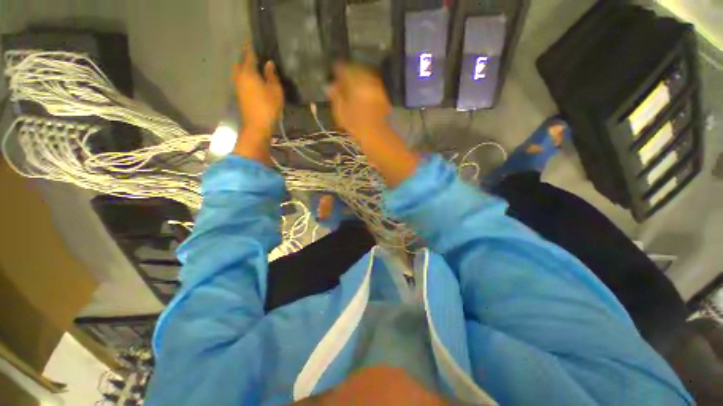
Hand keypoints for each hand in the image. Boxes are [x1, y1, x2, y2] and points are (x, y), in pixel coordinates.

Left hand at [234, 46, 283, 135]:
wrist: (257, 126)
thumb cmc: (268, 107)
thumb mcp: (275, 91)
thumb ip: (271, 76)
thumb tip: (268, 63)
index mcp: (248, 72)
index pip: (249, 54)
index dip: (251, 47)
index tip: (253, 40)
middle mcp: (240, 76)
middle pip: (240, 62)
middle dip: (246, 56)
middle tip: (254, 54)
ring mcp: (238, 86)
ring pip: (239, 71)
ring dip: (245, 67)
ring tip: (255, 66)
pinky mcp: (240, 94)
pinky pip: (241, 79)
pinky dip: (246, 75)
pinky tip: (253, 79)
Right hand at [329, 62, 417, 187]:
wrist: (377, 137)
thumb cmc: (356, 127)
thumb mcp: (341, 113)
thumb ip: (336, 96)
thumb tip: (330, 86)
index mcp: (355, 84)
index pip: (344, 69)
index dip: (337, 70)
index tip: (332, 73)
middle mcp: (368, 82)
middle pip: (356, 70)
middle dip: (348, 73)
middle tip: (341, 79)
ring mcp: (377, 88)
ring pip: (365, 76)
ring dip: (357, 78)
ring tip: (350, 86)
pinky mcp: (383, 95)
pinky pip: (372, 84)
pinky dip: (365, 85)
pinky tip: (361, 92)